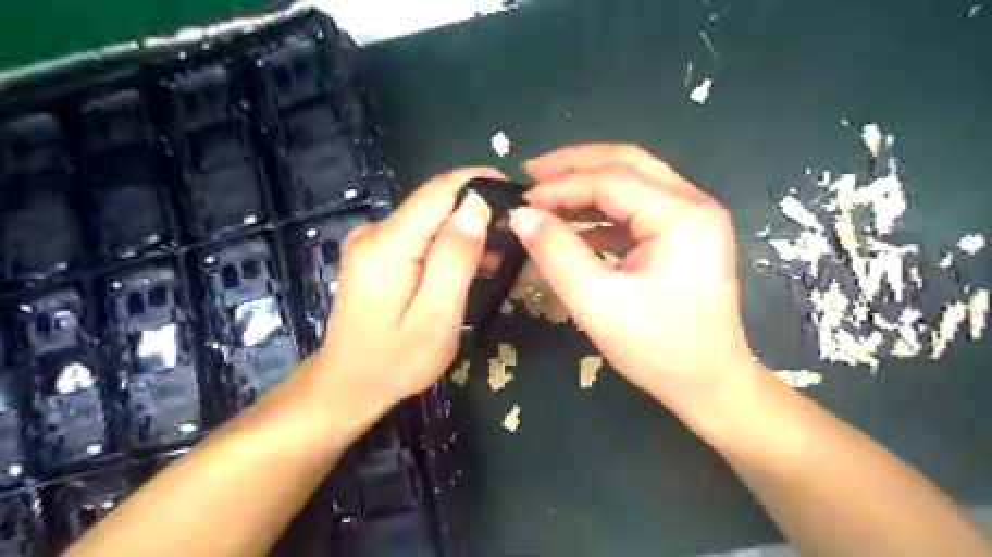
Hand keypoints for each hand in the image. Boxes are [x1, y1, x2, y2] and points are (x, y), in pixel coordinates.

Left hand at [309, 167, 500, 428]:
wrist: (347, 384)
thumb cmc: (397, 361)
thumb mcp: (437, 316)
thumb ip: (456, 258)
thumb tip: (476, 205)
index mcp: (388, 245)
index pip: (439, 191)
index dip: (479, 183)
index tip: (516, 195)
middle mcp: (374, 231)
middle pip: (434, 201)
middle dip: (477, 209)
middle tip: (515, 234)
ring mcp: (370, 240)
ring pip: (429, 217)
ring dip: (465, 228)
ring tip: (500, 254)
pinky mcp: (374, 252)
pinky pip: (419, 234)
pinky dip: (448, 242)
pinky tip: (470, 264)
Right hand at [512, 143, 761, 407]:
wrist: (709, 384)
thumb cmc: (658, 349)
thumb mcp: (598, 303)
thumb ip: (557, 254)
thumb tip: (521, 216)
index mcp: (681, 216)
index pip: (611, 180)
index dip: (560, 186)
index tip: (521, 201)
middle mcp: (693, 204)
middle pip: (627, 163)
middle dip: (575, 165)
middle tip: (531, 174)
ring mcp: (692, 218)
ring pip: (632, 181)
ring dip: (587, 185)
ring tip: (545, 195)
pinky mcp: (683, 236)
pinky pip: (636, 209)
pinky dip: (602, 211)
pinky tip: (573, 225)